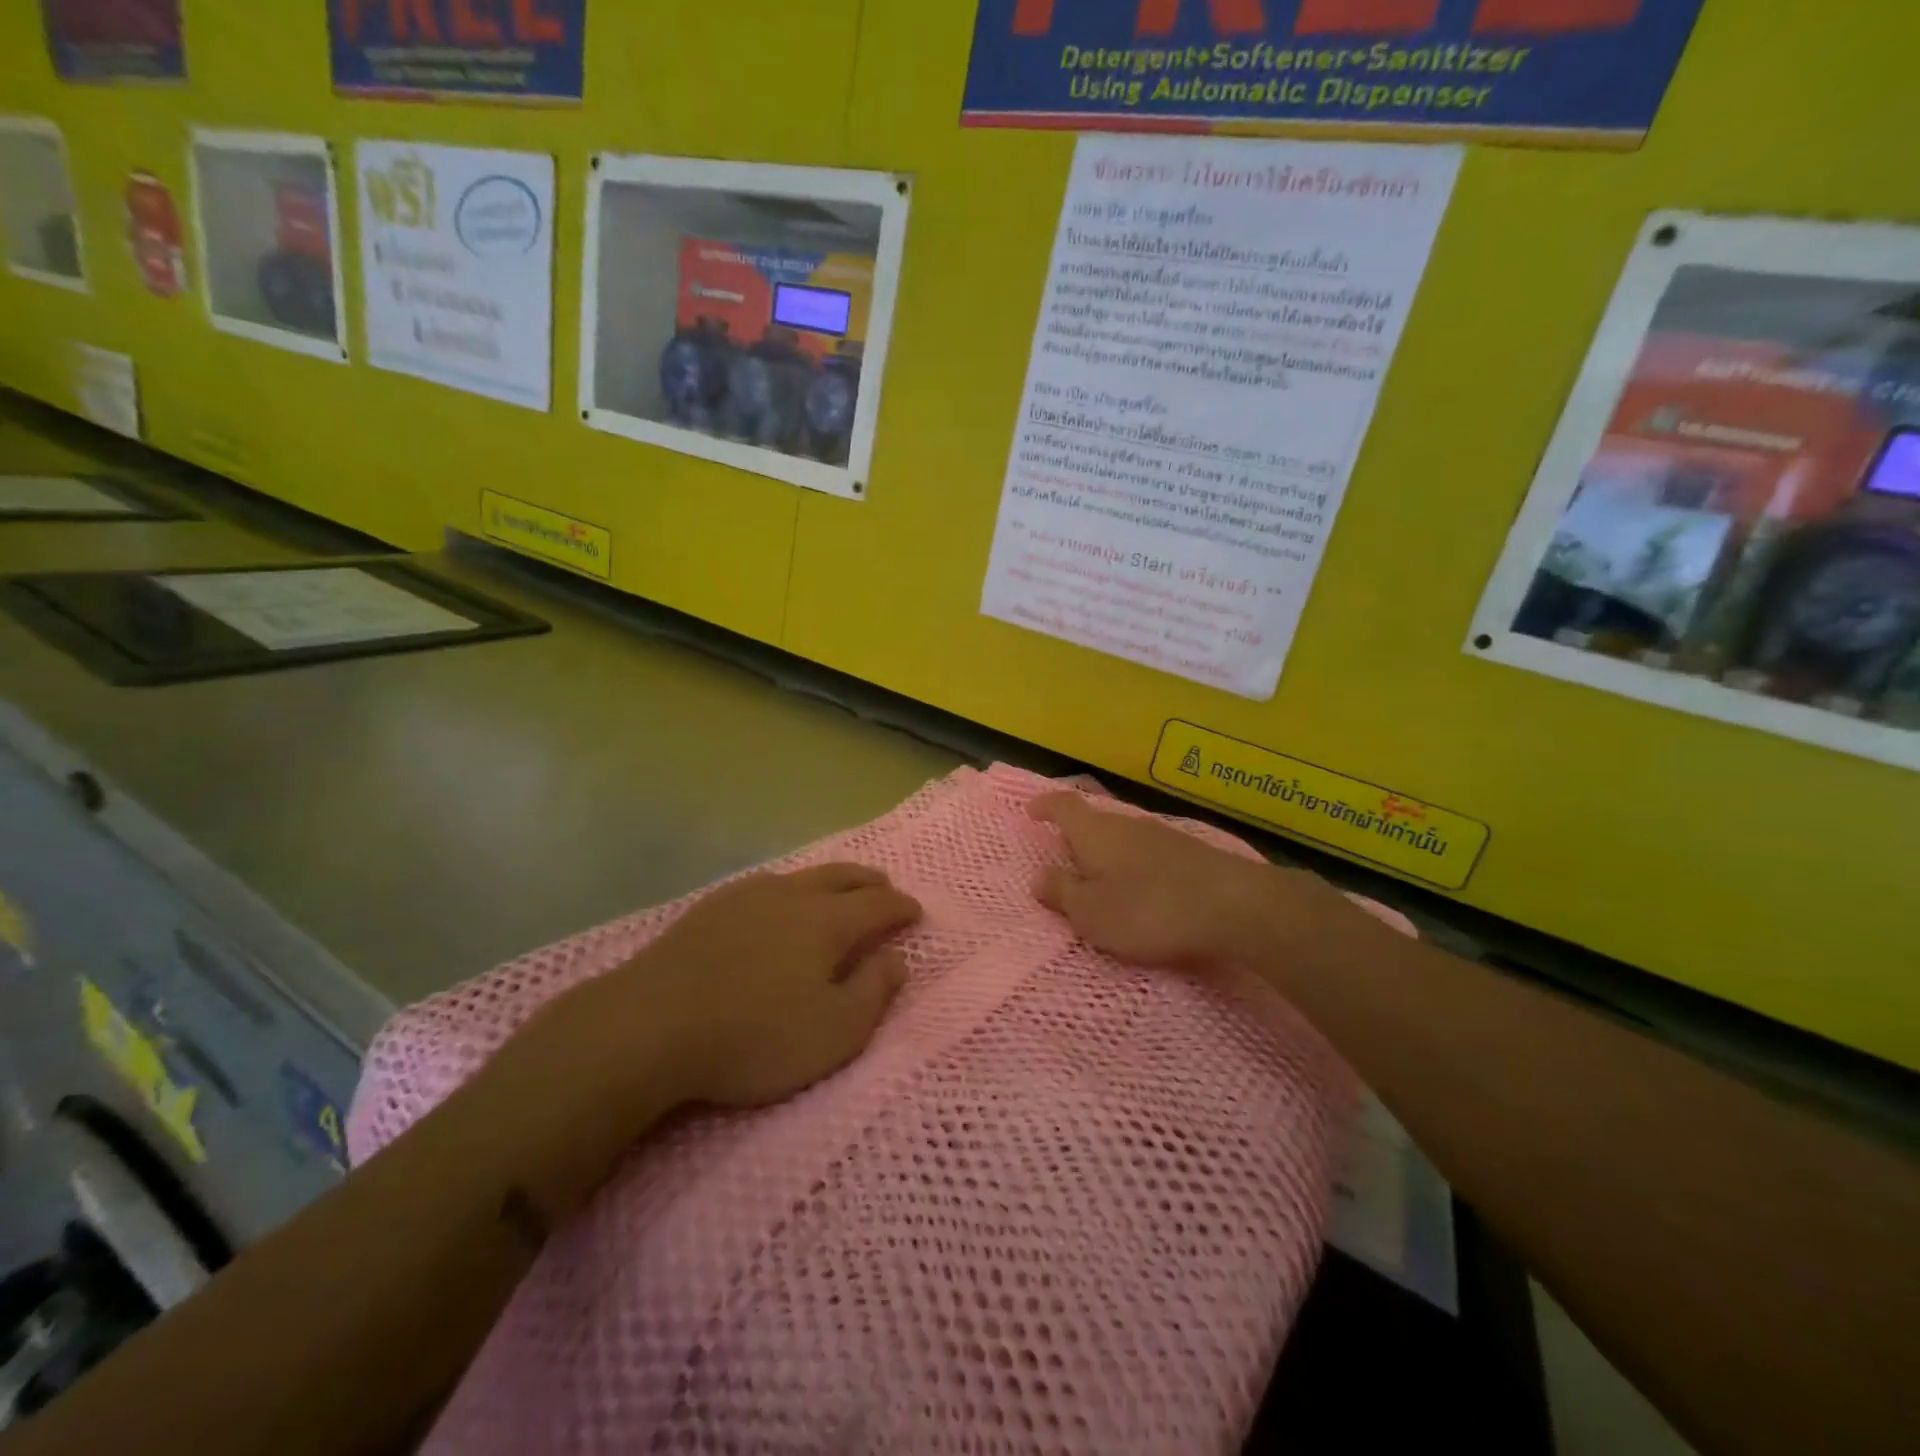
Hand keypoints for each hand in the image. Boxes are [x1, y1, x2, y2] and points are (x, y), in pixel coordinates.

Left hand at [577, 864, 921, 1110]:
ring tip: (839, 893)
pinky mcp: (712, 907)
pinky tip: (779, 905)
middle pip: (843, 876)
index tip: (916, 913)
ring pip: (804, 876)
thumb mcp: (833, 1032)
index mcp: (827, 921)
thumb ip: (874, 992)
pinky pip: (768, 885)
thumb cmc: (753, 1036)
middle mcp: (792, 894)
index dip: (903, 908)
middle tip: (886, 891)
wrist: (648, 1026)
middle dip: (871, 883)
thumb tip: (897, 958)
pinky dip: (792, 889)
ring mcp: (748, 895)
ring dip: (832, 881)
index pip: (879, 905)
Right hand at [1029, 792, 1353, 972]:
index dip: (1044, 806)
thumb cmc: (1149, 909)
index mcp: (1095, 832)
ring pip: (1123, 838)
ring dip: (1108, 856)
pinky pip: (1148, 854)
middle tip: (1065, 861)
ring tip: (1102, 882)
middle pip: (1094, 822)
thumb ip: (1062, 893)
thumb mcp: (1092, 912)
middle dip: (1077, 839)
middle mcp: (1127, 824)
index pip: (1063, 805)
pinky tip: (1143, 891)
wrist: (1234, 905)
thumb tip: (1038, 876)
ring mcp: (1162, 836)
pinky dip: (1135, 868)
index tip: (1030, 812)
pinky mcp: (1191, 854)